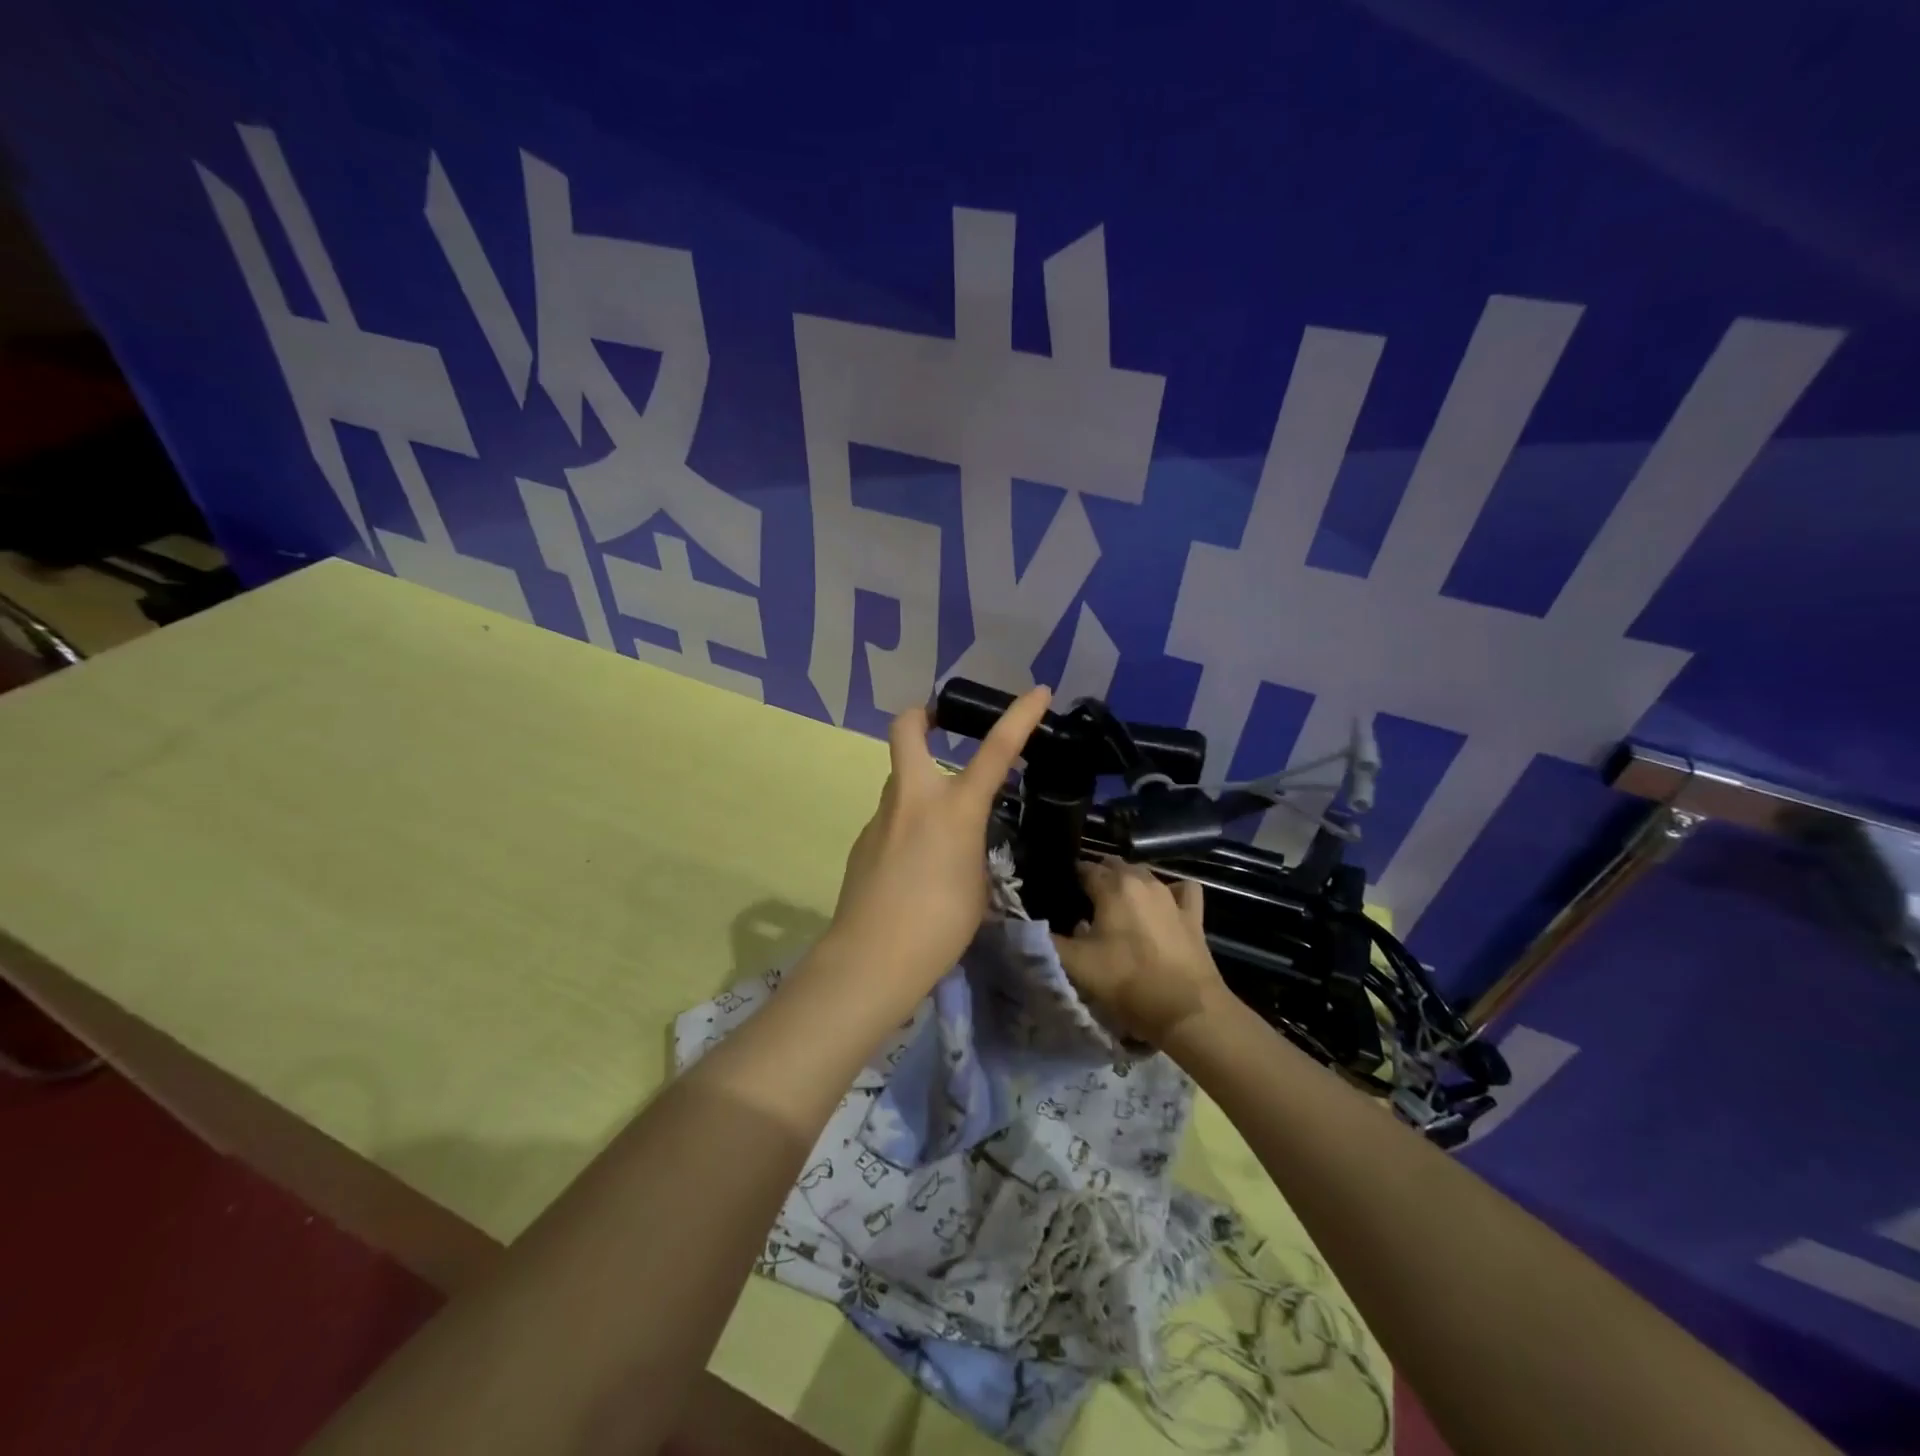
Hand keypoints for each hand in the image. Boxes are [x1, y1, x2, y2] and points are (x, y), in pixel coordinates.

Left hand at [826, 686, 1053, 995]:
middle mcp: (913, 798)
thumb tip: (957, 840)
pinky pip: (890, 820)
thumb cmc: (940, 924)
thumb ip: (972, 847)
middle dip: (923, 717)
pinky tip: (914, 867)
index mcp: (955, 807)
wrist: (872, 957)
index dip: (1020, 716)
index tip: (1037, 692)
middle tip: (940, 727)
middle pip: (906, 729)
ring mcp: (881, 817)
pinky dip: (906, 828)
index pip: (996, 750)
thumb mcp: (978, 883)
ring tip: (940, 831)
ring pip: (899, 780)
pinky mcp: (862, 842)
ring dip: (919, 787)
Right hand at [1052, 860, 1230, 1046]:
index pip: (1084, 869)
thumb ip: (1044, 941)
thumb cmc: (1126, 982)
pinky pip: (1181, 889)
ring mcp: (1171, 895)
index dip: (1070, 878)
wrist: (1186, 1009)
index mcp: (1112, 887)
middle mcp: (1142, 880)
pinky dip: (1170, 891)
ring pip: (1145, 874)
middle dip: (1098, 877)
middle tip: (1084, 902)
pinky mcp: (1193, 914)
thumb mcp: (1075, 965)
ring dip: (1128, 882)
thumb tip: (1022, 926)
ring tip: (1117, 905)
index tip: (1061, 892)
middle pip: (1114, 866)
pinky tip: (1163, 905)